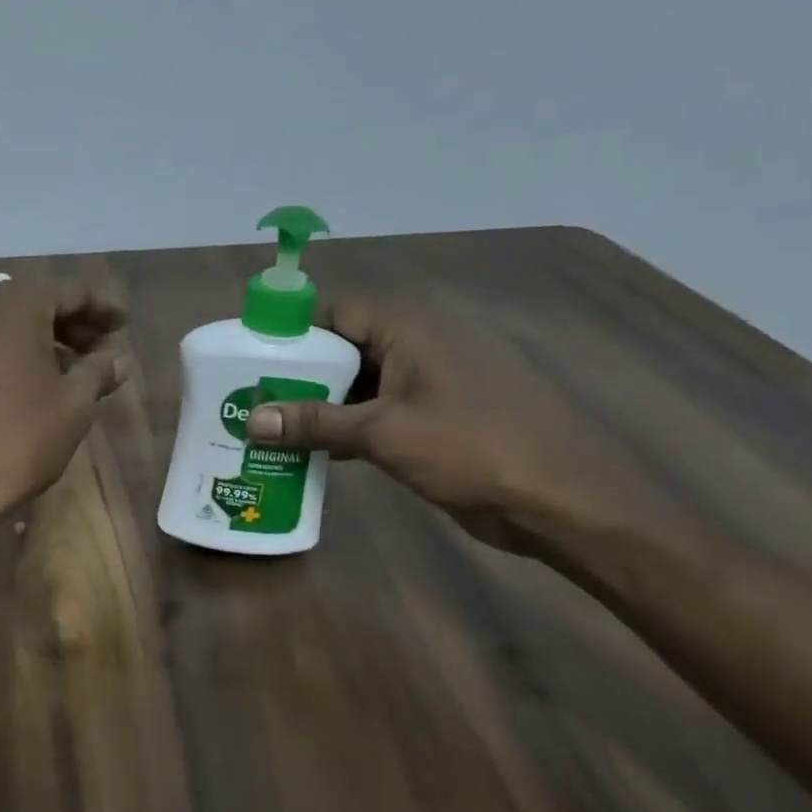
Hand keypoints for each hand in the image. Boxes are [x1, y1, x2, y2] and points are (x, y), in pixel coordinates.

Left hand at [0, 279, 127, 533]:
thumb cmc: (23, 437)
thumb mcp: (75, 402)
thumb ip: (99, 370)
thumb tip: (118, 358)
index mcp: (17, 309)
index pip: (68, 291)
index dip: (101, 305)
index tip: (124, 323)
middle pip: (38, 303)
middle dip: (75, 321)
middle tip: (105, 346)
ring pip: (14, 326)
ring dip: (50, 339)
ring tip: (82, 369)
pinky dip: (24, 354)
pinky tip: (46, 383)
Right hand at [246, 288, 646, 548]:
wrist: (561, 500)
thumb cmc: (472, 448)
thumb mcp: (383, 433)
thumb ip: (314, 422)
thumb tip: (251, 419)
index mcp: (410, 326)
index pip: (335, 312)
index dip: (291, 334)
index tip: (249, 360)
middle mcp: (419, 342)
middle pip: (344, 346)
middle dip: (299, 374)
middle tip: (252, 399)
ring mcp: (431, 381)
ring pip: (360, 381)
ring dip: (321, 404)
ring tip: (272, 427)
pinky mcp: (437, 415)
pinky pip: (379, 408)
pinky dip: (347, 425)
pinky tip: (313, 451)